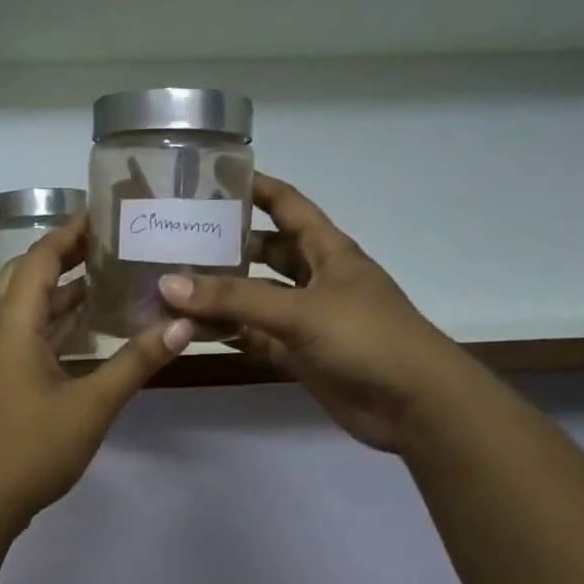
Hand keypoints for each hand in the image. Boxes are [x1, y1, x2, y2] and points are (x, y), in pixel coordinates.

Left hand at [0, 215, 191, 530]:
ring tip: (106, 277)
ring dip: (58, 289)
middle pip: (25, 275)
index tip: (102, 214)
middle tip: (106, 244)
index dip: (68, 234)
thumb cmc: (31, 447)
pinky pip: (24, 331)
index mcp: (12, 323)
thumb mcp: (92, 405)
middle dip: (62, 255)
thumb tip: (182, 325)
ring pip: (24, 306)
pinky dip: (53, 320)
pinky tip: (85, 327)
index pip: (38, 259)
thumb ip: (135, 362)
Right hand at [157, 173, 483, 452]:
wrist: (415, 406)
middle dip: (227, 243)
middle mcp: (315, 278)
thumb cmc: (367, 338)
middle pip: (265, 251)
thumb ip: (234, 299)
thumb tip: (167, 284)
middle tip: (176, 238)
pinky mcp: (298, 353)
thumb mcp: (300, 311)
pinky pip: (254, 335)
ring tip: (171, 283)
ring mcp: (306, 318)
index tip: (211, 177)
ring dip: (220, 293)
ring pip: (255, 297)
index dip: (256, 187)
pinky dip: (227, 333)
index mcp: (328, 250)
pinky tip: (189, 328)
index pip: (288, 205)